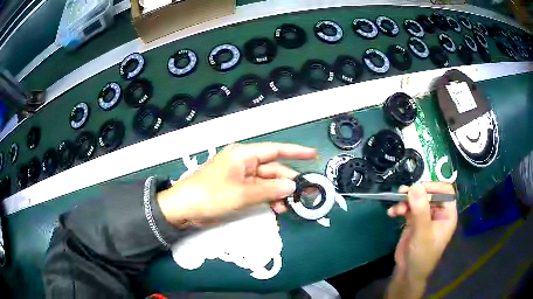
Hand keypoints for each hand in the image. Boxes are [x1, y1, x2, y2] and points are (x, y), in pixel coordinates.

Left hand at [157, 142, 315, 225]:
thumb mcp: (242, 194)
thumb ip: (269, 189)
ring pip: (266, 182)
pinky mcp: (236, 189)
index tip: (313, 155)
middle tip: (306, 193)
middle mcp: (243, 163)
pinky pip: (257, 191)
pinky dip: (267, 198)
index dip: (295, 152)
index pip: (275, 150)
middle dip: (288, 181)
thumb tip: (292, 185)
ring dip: (278, 193)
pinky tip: (276, 208)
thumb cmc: (211, 195)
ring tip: (290, 206)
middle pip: (272, 169)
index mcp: (244, 155)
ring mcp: (239, 177)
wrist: (183, 208)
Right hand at [386, 182, 456, 298]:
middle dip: (415, 194)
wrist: (408, 273)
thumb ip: (420, 210)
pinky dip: (400, 208)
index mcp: (447, 214)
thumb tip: (415, 186)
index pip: (445, 191)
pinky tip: (392, 213)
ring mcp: (425, 216)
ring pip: (417, 199)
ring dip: (405, 201)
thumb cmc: (422, 255)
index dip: (434, 187)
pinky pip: (408, 208)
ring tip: (396, 207)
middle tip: (402, 194)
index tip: (418, 189)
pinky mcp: (414, 221)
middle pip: (429, 193)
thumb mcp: (422, 233)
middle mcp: (438, 212)